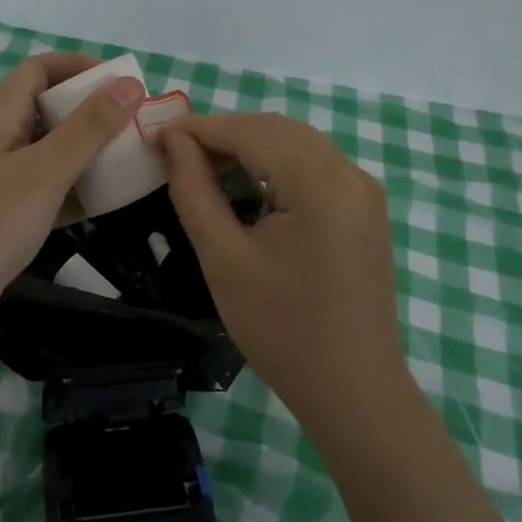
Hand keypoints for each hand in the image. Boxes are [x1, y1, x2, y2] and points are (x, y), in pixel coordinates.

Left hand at [0, 54, 143, 335]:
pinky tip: (107, 203)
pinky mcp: (6, 217)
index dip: (77, 66)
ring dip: (88, 152)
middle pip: (48, 110)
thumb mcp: (45, 171)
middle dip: (91, 111)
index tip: (120, 82)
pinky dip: (76, 191)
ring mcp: (0, 182)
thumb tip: (130, 84)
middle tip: (133, 124)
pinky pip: (49, 192)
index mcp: (0, 119)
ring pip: (51, 153)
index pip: (38, 70)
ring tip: (129, 160)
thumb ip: (88, 129)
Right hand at [160, 114, 404, 431]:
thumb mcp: (223, 259)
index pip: (251, 132)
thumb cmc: (281, 330)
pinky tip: (248, 184)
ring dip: (249, 145)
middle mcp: (350, 174)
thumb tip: (173, 141)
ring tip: (204, 166)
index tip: (155, 136)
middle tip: (175, 153)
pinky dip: (276, 162)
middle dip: (224, 133)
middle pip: (277, 129)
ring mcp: (364, 191)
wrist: (354, 393)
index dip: (200, 128)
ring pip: (297, 143)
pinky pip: (315, 165)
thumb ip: (194, 190)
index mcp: (321, 183)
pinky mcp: (366, 209)